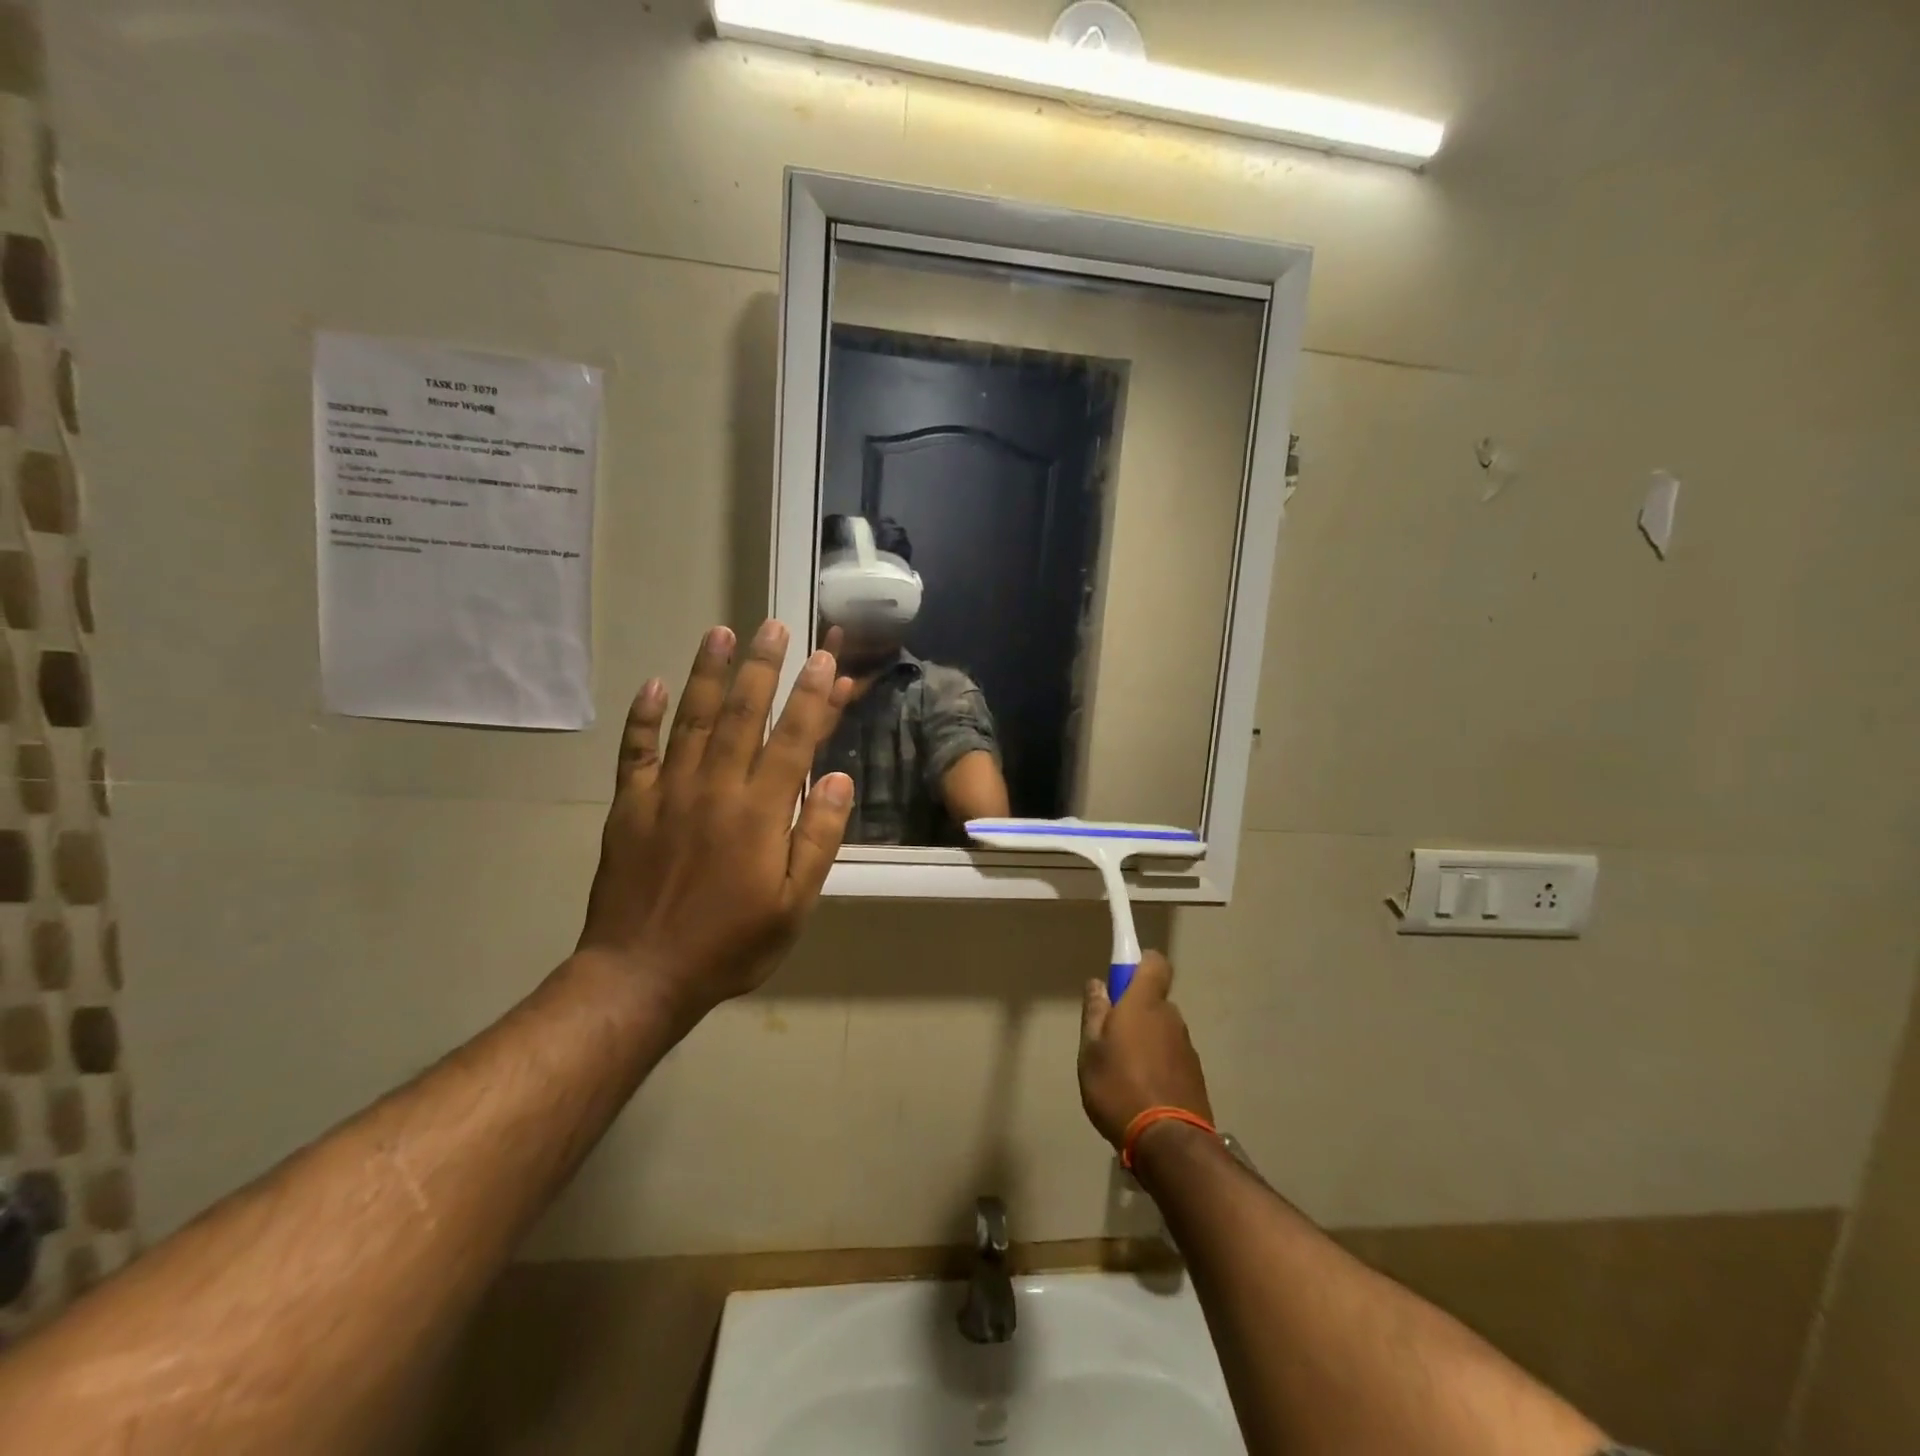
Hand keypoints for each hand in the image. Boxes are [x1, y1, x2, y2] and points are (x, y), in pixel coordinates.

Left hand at [577, 621, 854, 1026]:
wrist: (642, 974)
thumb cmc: (731, 944)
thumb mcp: (795, 904)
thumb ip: (817, 838)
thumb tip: (838, 778)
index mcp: (759, 812)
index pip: (791, 739)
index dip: (810, 697)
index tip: (822, 659)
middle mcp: (714, 788)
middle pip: (740, 714)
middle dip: (761, 667)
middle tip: (772, 626)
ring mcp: (666, 792)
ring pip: (689, 719)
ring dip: (706, 673)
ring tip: (720, 632)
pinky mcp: (630, 805)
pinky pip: (636, 750)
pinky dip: (643, 716)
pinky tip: (652, 684)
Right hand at [1077, 953, 1212, 1148]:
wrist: (1168, 1143)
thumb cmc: (1119, 1087)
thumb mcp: (1091, 1050)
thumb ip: (1095, 1013)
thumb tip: (1098, 984)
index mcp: (1144, 1003)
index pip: (1154, 962)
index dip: (1139, 964)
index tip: (1120, 981)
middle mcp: (1171, 1018)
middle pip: (1154, 1001)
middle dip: (1134, 1012)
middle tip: (1110, 1040)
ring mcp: (1187, 1048)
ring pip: (1162, 1031)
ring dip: (1146, 1042)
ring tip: (1123, 1075)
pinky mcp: (1195, 1076)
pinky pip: (1171, 1058)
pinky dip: (1158, 1066)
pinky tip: (1141, 1094)